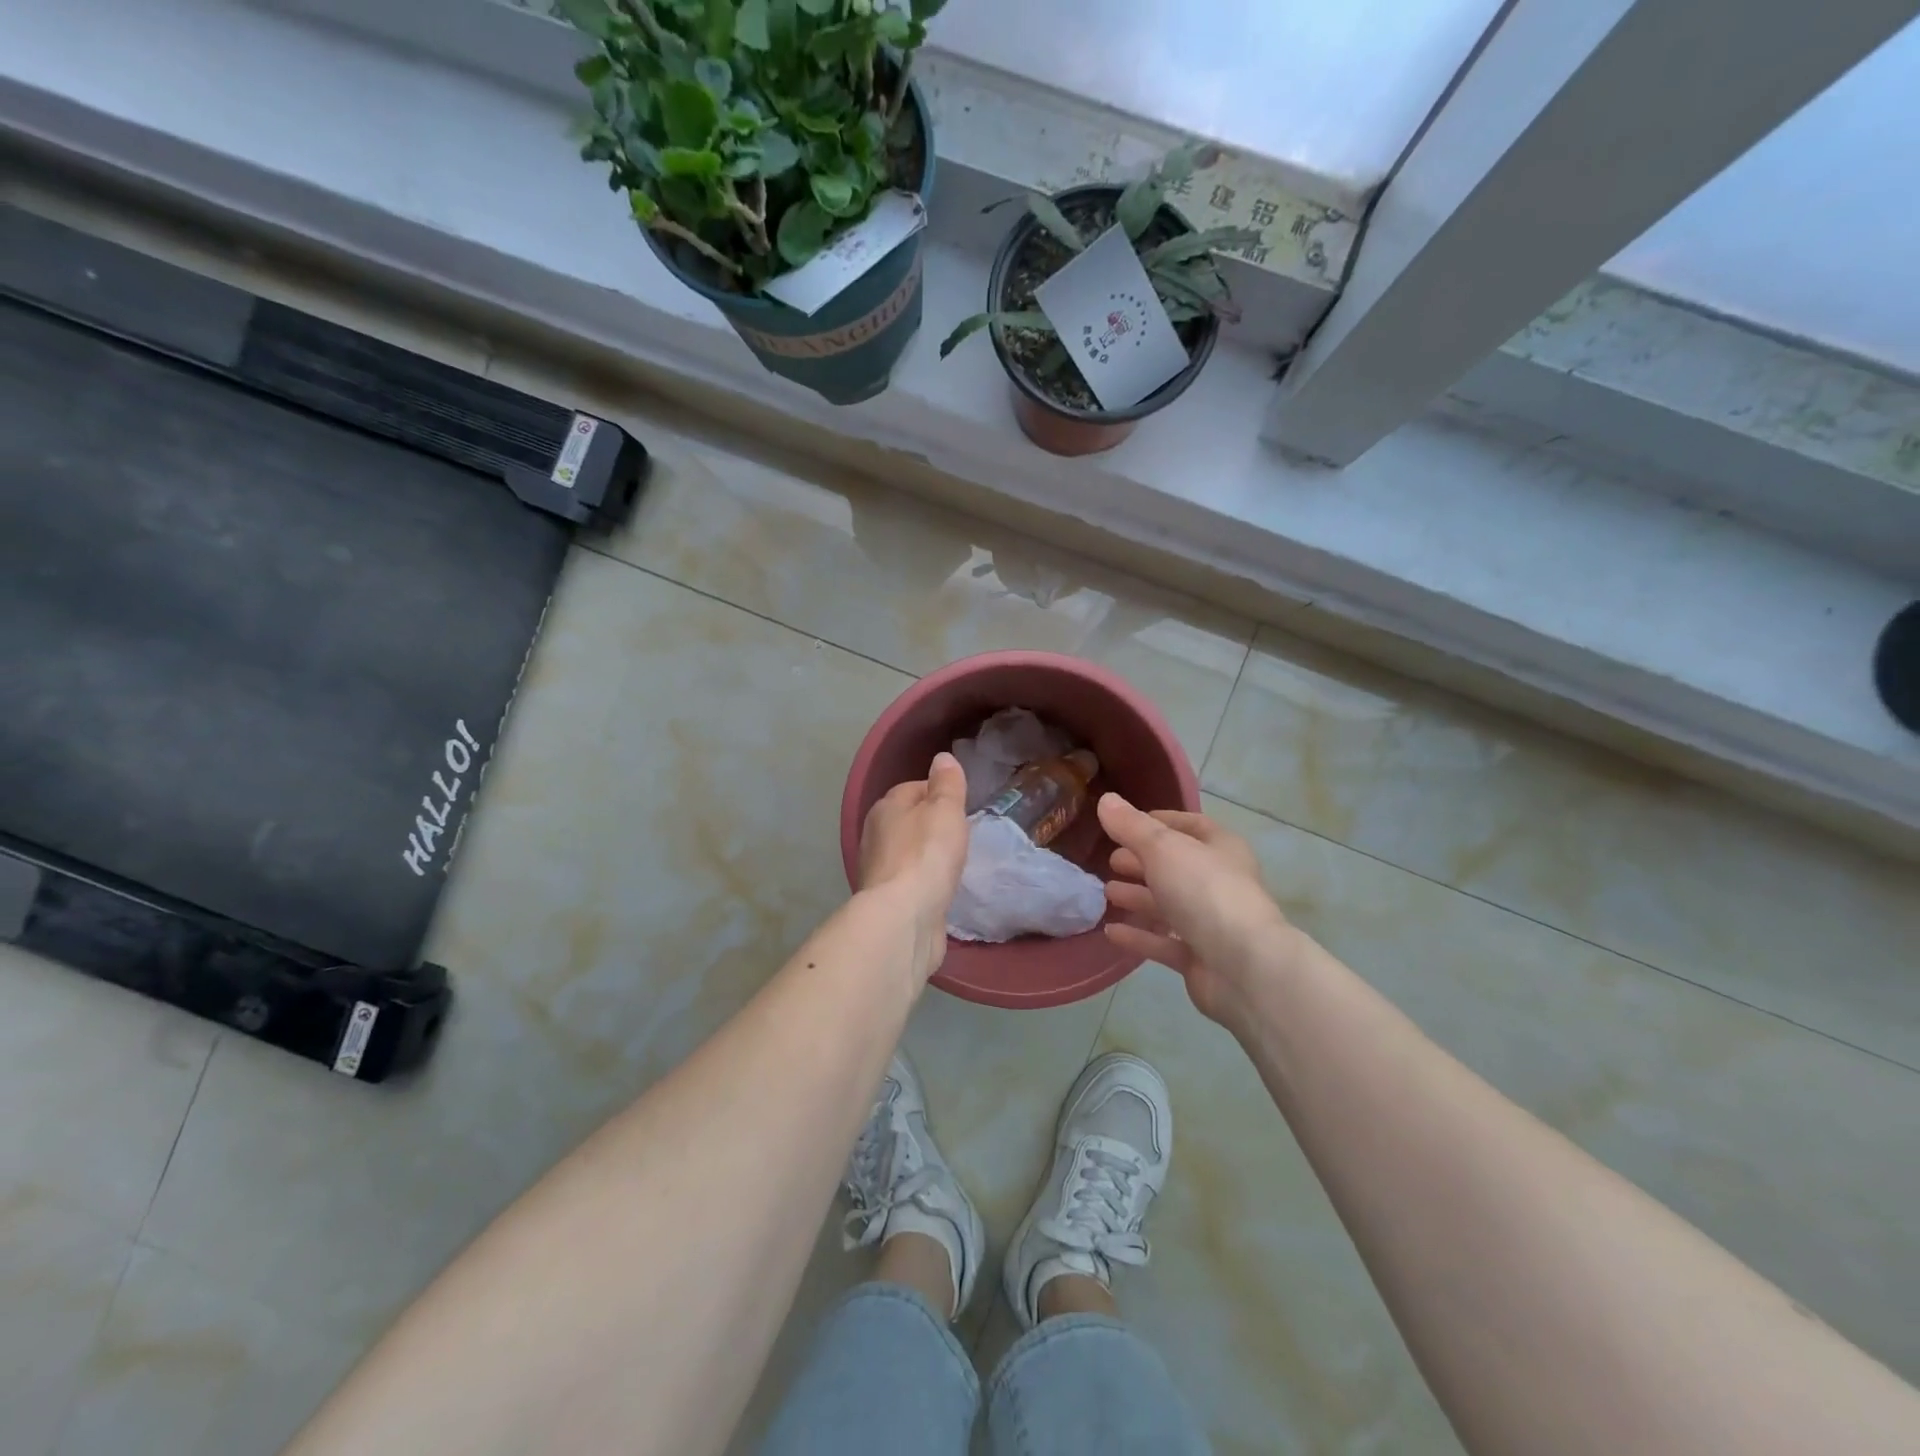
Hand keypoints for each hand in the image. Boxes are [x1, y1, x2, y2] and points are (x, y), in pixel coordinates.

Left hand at [859, 753, 969, 975]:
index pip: (915, 787)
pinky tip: (939, 889)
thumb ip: (947, 783)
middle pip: (909, 820)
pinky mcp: (886, 899)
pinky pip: (909, 880)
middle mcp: (875, 833)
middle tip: (961, 836)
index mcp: (886, 806)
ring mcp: (878, 868)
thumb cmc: (927, 854)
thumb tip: (942, 758)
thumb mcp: (945, 809)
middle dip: (932, 825)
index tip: (962, 807)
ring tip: (953, 863)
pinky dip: (923, 881)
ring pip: (908, 851)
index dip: (940, 793)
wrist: (904, 917)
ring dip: (926, 855)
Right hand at [1098, 794, 1298, 1029]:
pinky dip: (1140, 936)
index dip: (1159, 821)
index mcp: (1221, 849)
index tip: (1125, 824)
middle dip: (1142, 862)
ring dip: (1139, 897)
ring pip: (1170, 905)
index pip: (1190, 826)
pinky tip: (1111, 932)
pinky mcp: (1201, 958)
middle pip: (1176, 866)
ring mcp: (1212, 923)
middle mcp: (1220, 883)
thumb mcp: (1163, 849)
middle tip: (1110, 861)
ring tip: (1106, 892)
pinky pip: (1165, 943)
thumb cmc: (1205, 893)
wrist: (1244, 968)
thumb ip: (1132, 826)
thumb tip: (1105, 799)